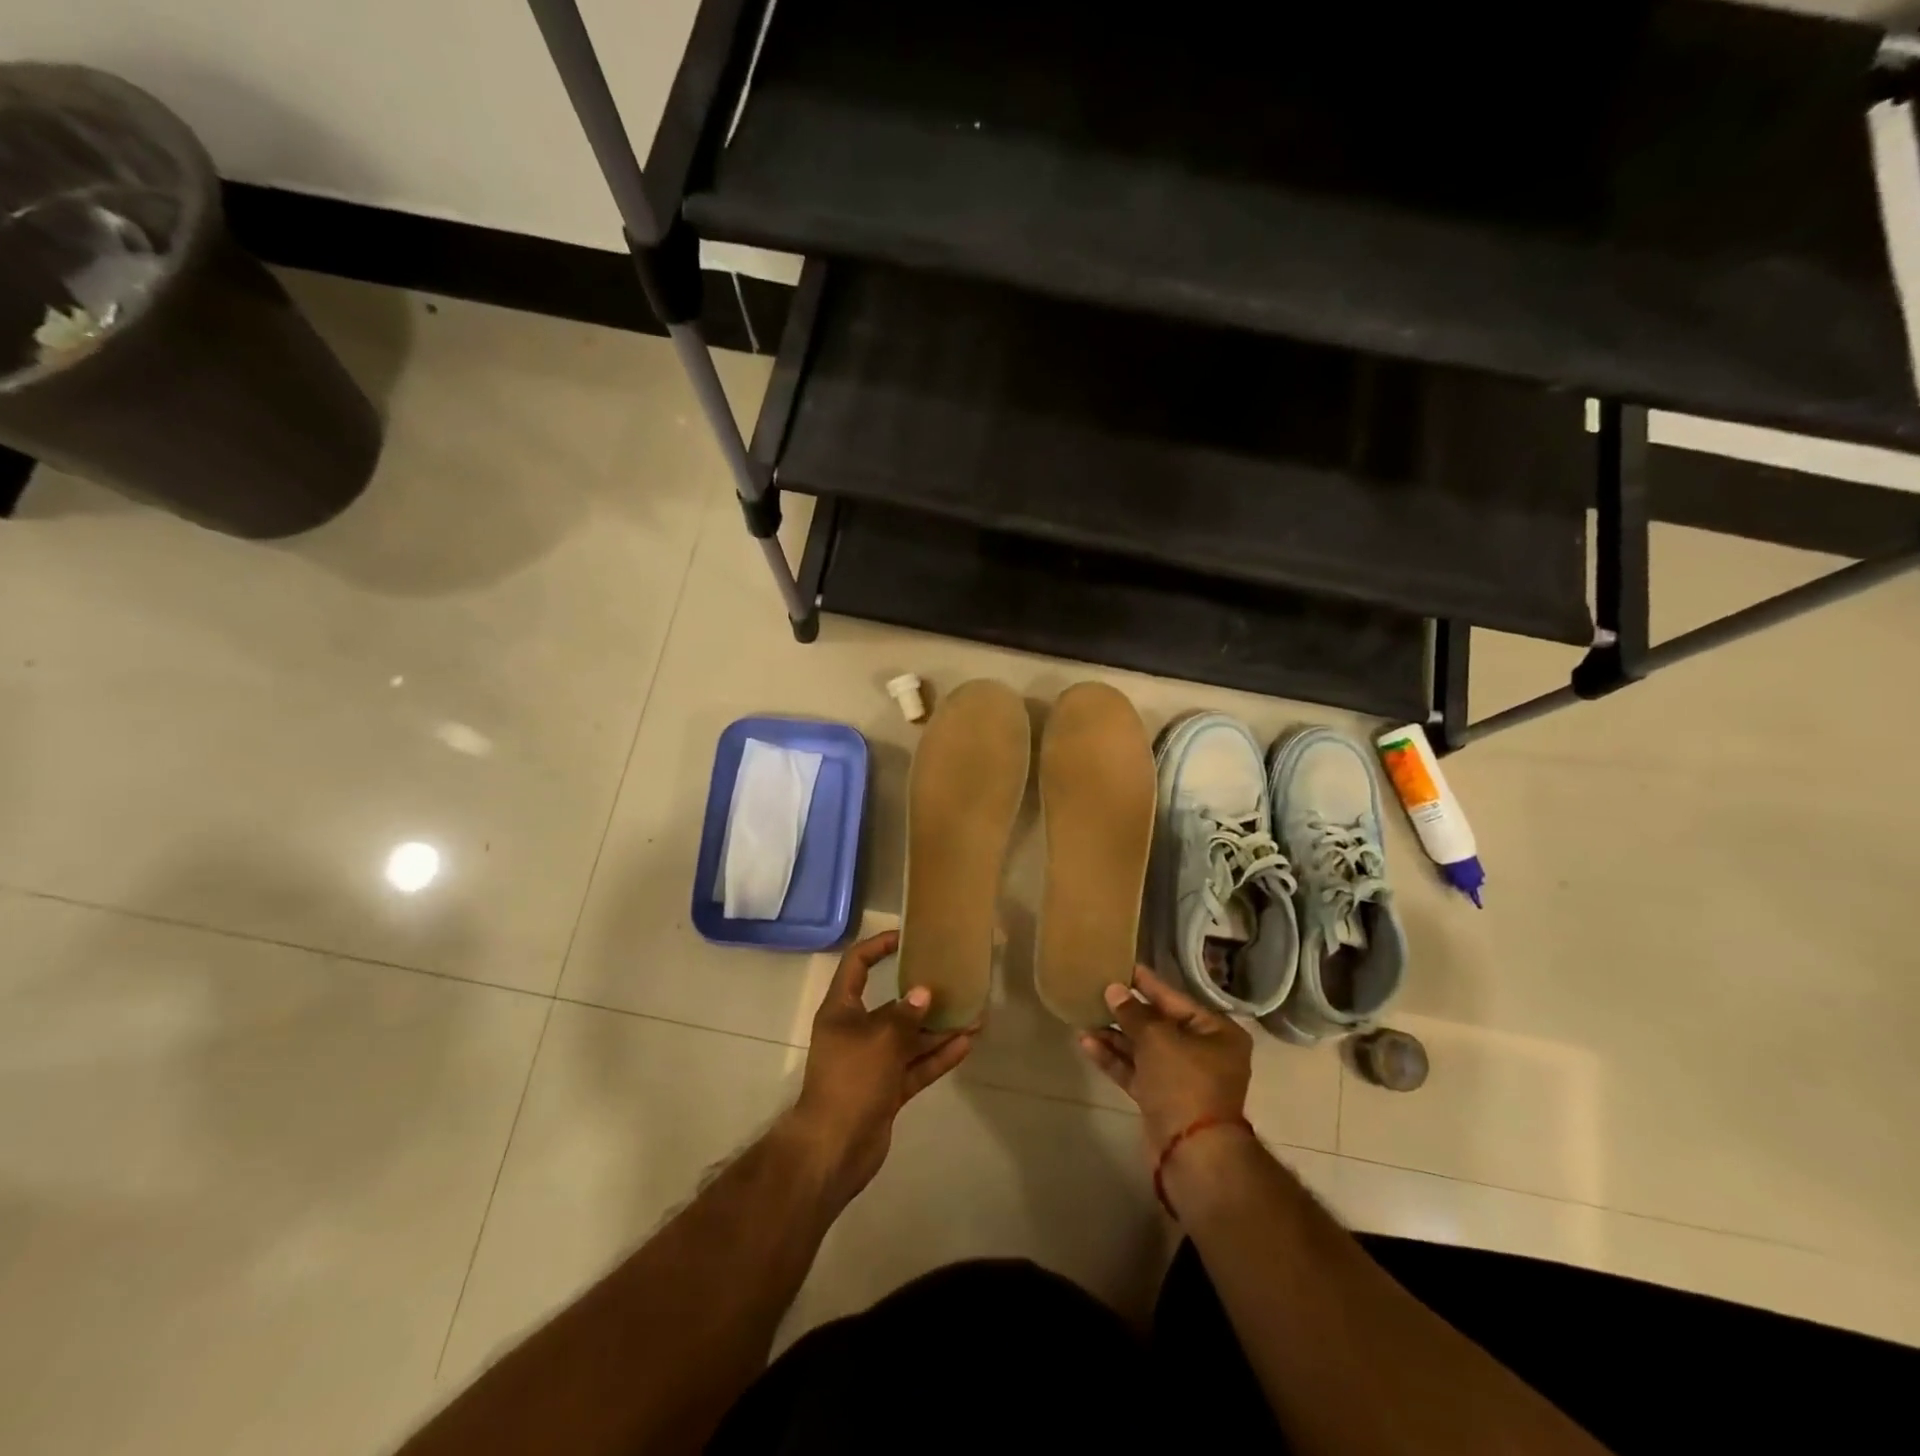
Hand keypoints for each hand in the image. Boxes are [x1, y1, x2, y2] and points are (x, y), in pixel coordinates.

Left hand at [788, 930, 975, 1205]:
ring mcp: (872, 1063)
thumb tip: (924, 993)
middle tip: (955, 983)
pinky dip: (937, 1057)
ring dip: (938, 1029)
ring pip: (909, 1038)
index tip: (907, 938)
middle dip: (923, 996)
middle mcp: (856, 1032)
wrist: (834, 1149)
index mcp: (841, 1010)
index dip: (879, 946)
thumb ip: (905, 1014)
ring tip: (973, 1016)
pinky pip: (915, 1066)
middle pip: (891, 1005)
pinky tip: (965, 1044)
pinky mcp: (886, 1090)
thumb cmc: (850, 1080)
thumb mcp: (880, 1039)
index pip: (857, 965)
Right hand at [1078, 966, 1252, 1153]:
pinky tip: (1087, 1043)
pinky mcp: (1161, 1099)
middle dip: (1126, 1011)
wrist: (1191, 1153)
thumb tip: (1114, 990)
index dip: (1147, 983)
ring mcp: (1181, 1078)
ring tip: (1083, 1016)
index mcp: (1216, 1032)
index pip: (1176, 999)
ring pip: (1143, 1049)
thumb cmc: (1184, 1082)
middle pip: (1159, 1024)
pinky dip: (1114, 1058)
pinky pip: (1136, 1071)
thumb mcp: (1157, 1039)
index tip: (1123, 965)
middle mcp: (1203, 1053)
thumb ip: (1133, 1013)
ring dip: (1115, 1035)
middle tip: (1096, 990)